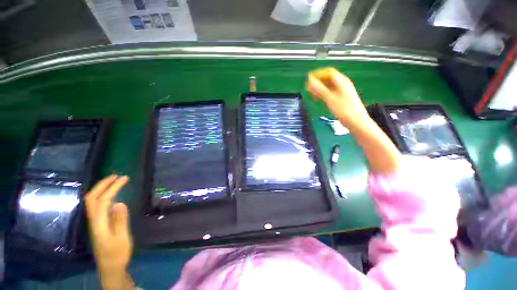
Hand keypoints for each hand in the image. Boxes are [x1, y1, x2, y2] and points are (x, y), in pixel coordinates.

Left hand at [85, 175, 131, 273]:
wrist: (110, 268)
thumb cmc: (117, 254)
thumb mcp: (121, 239)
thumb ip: (119, 221)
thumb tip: (119, 203)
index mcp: (99, 224)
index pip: (103, 201)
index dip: (112, 188)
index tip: (124, 179)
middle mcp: (93, 221)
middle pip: (91, 199)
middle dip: (102, 185)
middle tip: (116, 176)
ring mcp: (94, 223)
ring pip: (91, 202)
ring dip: (101, 189)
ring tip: (113, 181)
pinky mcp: (97, 225)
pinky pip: (96, 206)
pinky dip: (101, 196)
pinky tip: (110, 195)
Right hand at [306, 67, 369, 129]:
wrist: (355, 121)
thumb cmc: (344, 109)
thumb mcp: (330, 98)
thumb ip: (320, 89)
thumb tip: (309, 80)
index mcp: (341, 82)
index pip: (328, 72)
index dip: (318, 74)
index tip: (308, 79)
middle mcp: (342, 85)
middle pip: (328, 79)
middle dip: (318, 81)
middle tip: (308, 87)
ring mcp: (341, 92)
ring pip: (328, 87)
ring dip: (319, 88)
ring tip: (310, 93)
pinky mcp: (340, 99)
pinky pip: (329, 93)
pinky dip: (322, 94)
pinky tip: (317, 98)